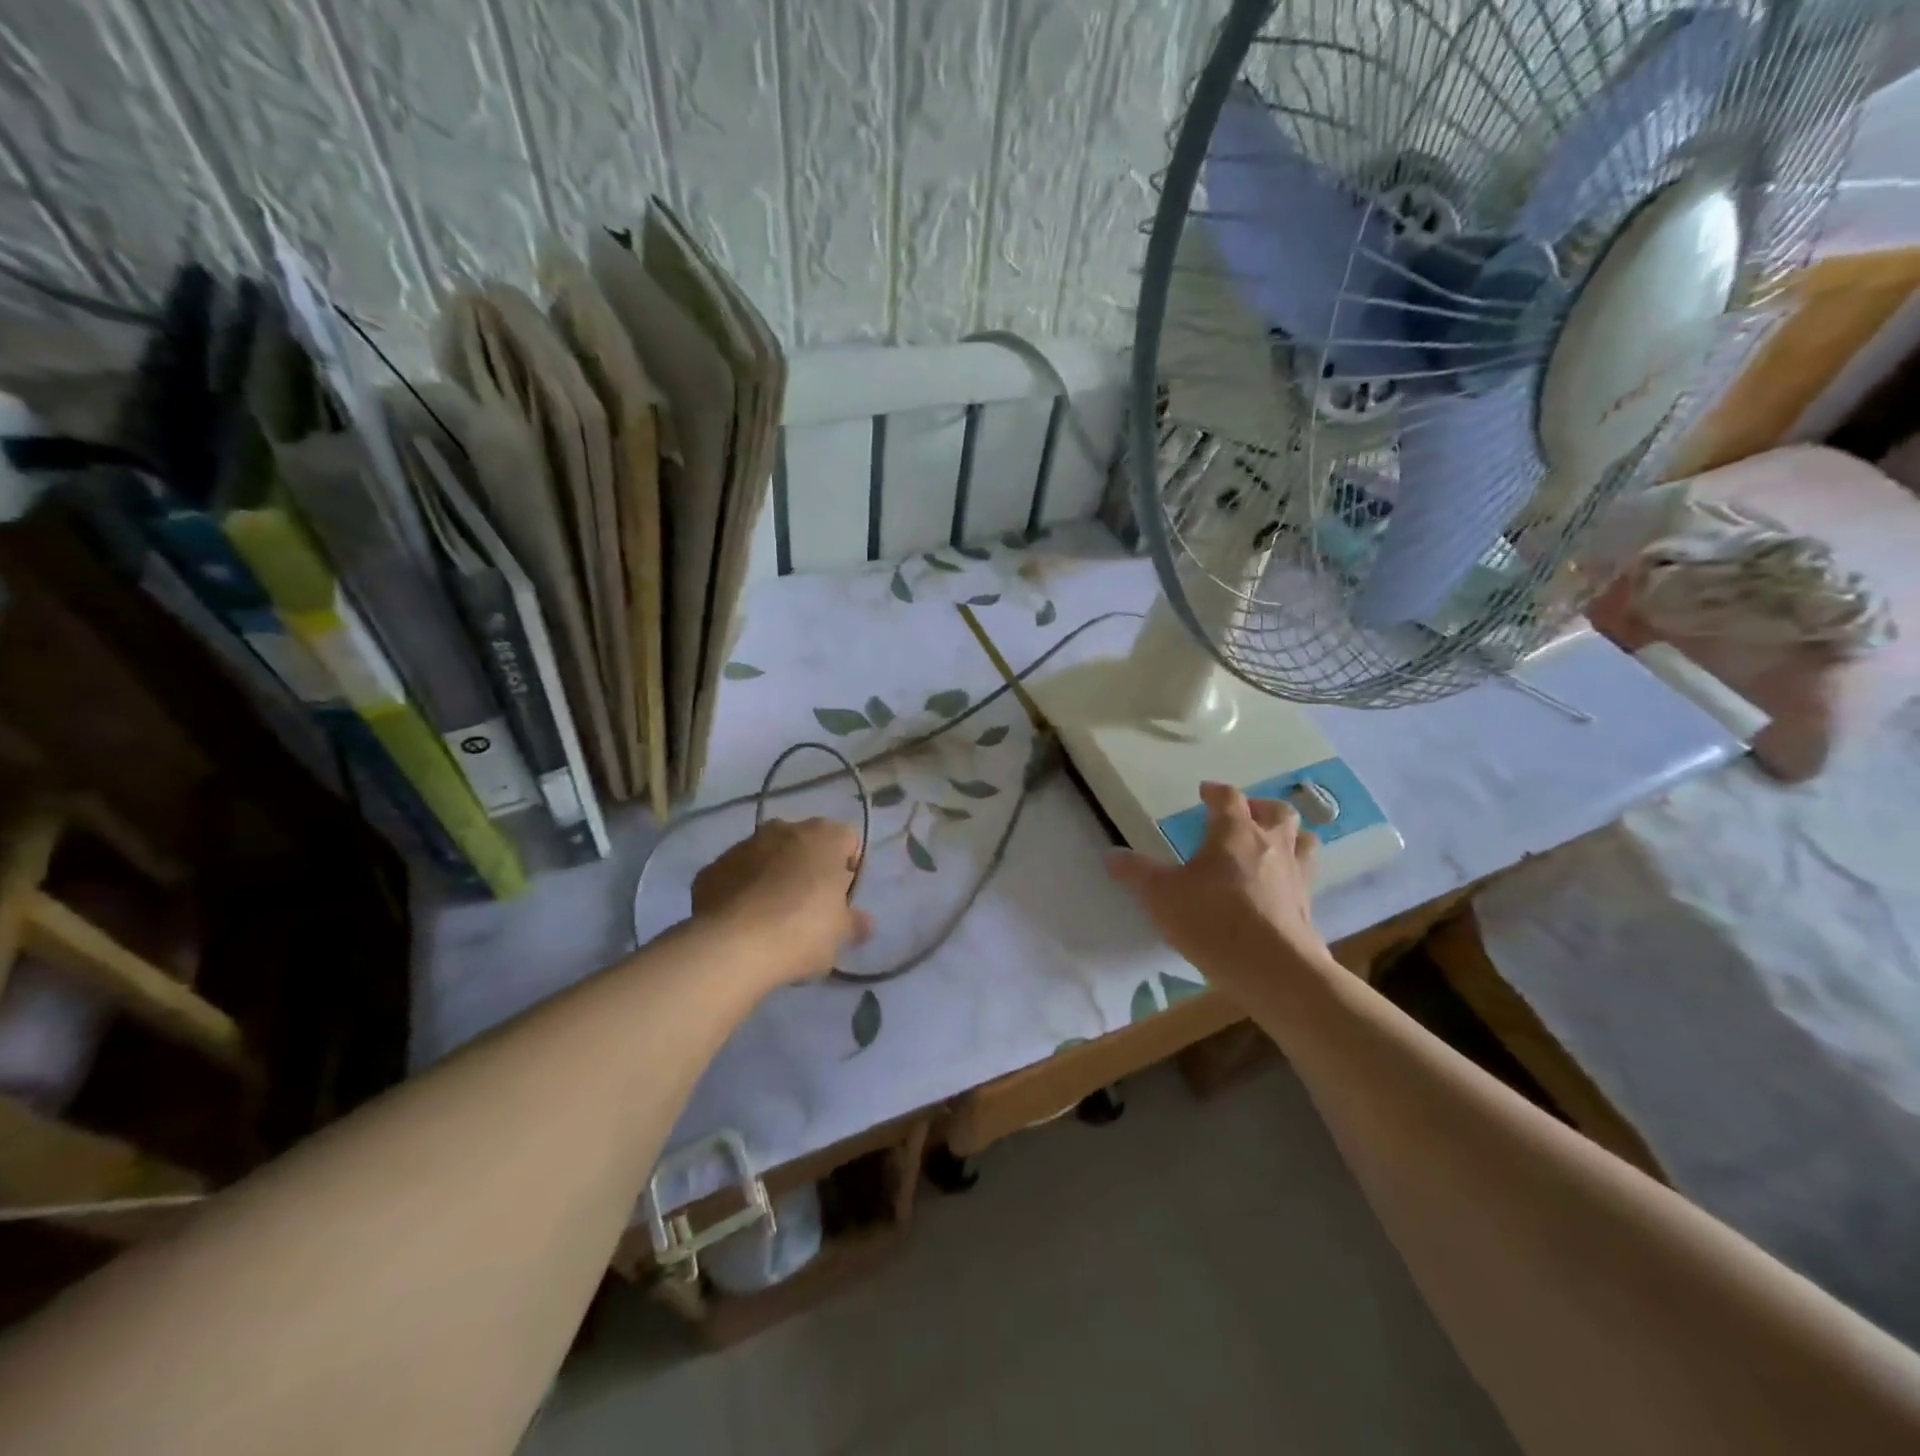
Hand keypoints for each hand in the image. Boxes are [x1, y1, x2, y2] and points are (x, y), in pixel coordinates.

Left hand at [691, 817, 872, 985]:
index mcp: (824, 836)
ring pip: (768, 856)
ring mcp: (743, 845)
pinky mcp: (711, 868)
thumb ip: (855, 923)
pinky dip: (742, 891)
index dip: (849, 868)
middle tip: (810, 907)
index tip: (842, 898)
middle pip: (806, 844)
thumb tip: (864, 922)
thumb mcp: (840, 934)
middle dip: (809, 868)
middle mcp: (784, 829)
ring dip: (774, 876)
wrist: (732, 946)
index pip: (848, 840)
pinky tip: (743, 923)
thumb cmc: (802, 931)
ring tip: (773, 917)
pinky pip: (736, 875)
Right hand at [1106, 781, 1327, 981]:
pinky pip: (1305, 876)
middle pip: (1278, 812)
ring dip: (1288, 836)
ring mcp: (1296, 876)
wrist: (1275, 970)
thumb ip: (1136, 873)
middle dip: (1260, 807)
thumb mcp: (1161, 895)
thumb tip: (1111, 854)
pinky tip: (1277, 888)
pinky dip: (1292, 873)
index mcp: (1235, 833)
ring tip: (1270, 845)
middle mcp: (1271, 845)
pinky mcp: (1308, 907)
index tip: (1205, 792)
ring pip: (1303, 840)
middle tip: (1244, 814)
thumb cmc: (1213, 921)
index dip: (1216, 792)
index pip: (1229, 798)